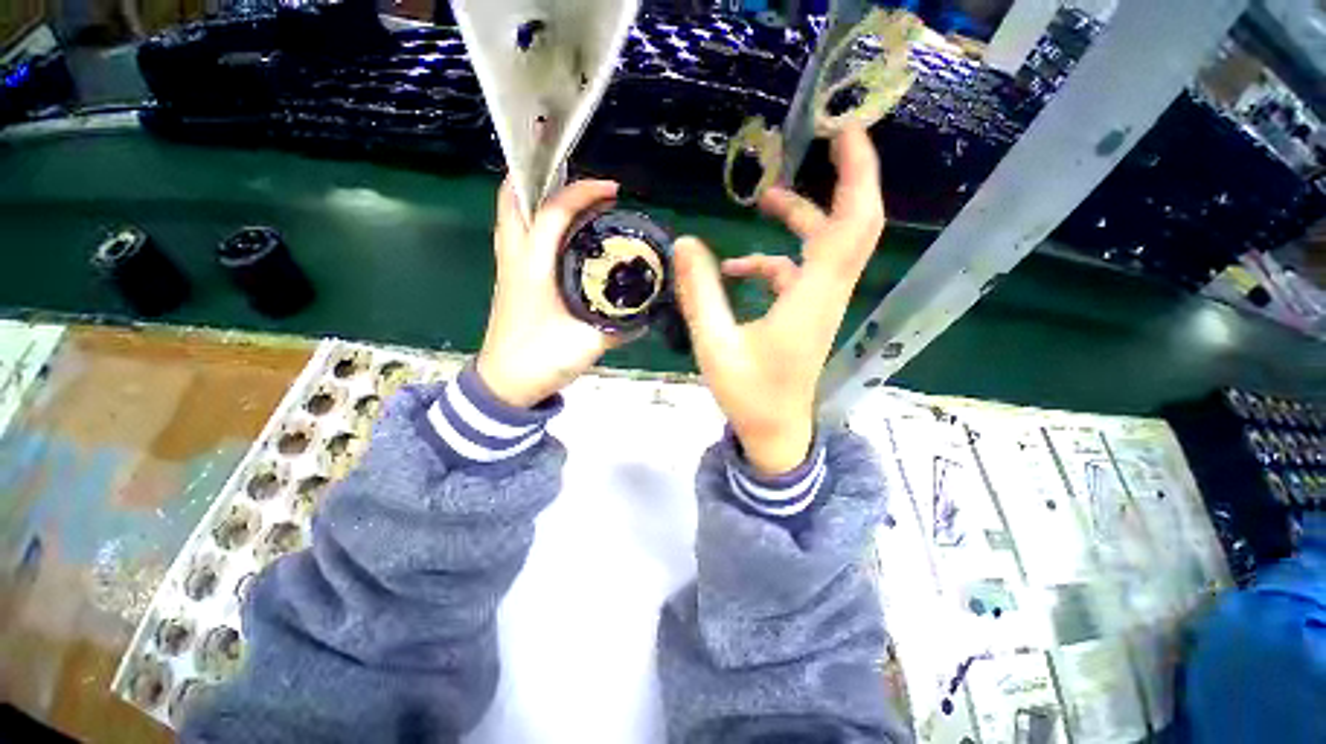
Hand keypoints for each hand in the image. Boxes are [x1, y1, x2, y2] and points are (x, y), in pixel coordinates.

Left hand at [476, 177, 622, 407]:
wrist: (505, 384)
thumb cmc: (541, 361)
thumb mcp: (588, 343)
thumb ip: (621, 325)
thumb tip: (646, 310)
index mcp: (531, 267)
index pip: (551, 212)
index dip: (581, 193)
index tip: (612, 191)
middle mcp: (514, 258)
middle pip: (513, 197)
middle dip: (545, 177)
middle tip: (583, 185)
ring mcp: (508, 266)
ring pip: (514, 213)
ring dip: (541, 197)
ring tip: (578, 202)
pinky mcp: (512, 278)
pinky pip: (521, 233)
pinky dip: (540, 220)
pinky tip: (567, 236)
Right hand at [673, 126, 884, 474]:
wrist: (775, 431)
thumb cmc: (749, 395)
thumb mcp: (715, 344)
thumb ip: (699, 294)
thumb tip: (685, 243)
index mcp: (810, 299)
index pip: (850, 225)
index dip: (856, 175)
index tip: (845, 130)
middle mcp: (825, 295)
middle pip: (851, 226)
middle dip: (842, 180)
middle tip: (822, 140)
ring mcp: (818, 304)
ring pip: (822, 247)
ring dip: (798, 219)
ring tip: (763, 199)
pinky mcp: (806, 314)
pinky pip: (796, 273)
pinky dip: (772, 262)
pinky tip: (737, 269)